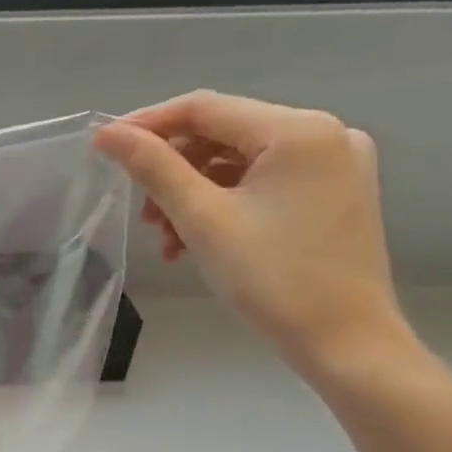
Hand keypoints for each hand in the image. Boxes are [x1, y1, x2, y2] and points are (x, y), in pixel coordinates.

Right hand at [93, 92, 412, 378]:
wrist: (346, 343)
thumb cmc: (273, 278)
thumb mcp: (202, 218)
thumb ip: (153, 167)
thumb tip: (107, 133)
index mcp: (298, 130)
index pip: (204, 108)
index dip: (148, 124)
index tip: (105, 148)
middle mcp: (324, 133)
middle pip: (222, 135)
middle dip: (172, 172)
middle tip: (142, 214)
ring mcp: (335, 164)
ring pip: (238, 162)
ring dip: (193, 194)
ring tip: (168, 240)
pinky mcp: (334, 193)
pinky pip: (263, 182)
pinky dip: (224, 205)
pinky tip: (199, 241)